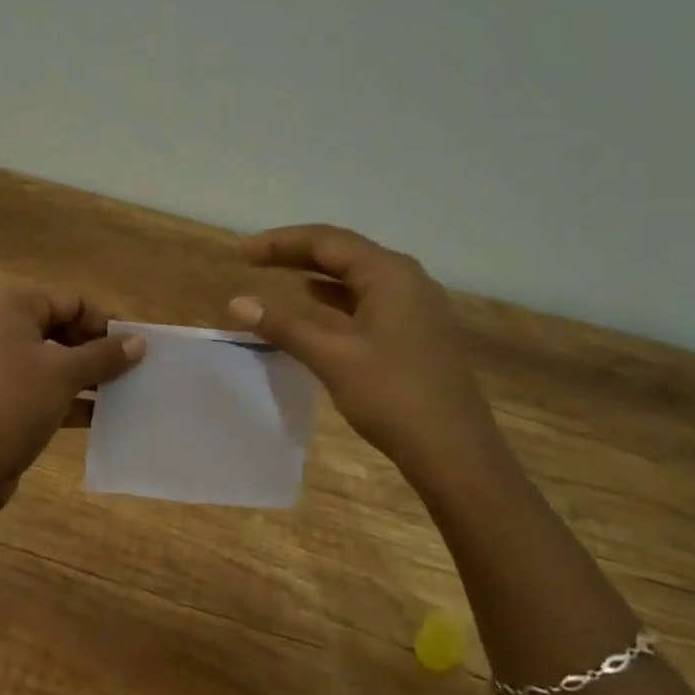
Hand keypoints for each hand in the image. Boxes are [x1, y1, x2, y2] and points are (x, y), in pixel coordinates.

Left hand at [0, 285, 145, 513]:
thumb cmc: (15, 403)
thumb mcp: (66, 375)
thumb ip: (104, 355)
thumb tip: (139, 342)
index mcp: (11, 306)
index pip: (72, 302)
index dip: (105, 323)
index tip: (134, 349)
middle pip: (61, 327)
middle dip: (96, 349)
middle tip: (130, 371)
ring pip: (51, 359)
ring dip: (86, 375)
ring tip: (122, 393)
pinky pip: (39, 385)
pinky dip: (67, 396)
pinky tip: (99, 416)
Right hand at [228, 225, 509, 487]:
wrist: (457, 454)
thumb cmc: (392, 396)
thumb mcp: (332, 357)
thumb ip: (284, 325)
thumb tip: (237, 303)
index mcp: (389, 274)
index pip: (327, 241)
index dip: (282, 242)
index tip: (243, 253)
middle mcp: (408, 279)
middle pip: (344, 252)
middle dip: (298, 253)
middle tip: (255, 259)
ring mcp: (419, 306)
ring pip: (358, 276)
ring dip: (318, 274)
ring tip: (280, 276)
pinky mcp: (420, 331)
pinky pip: (371, 298)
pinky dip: (338, 297)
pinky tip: (318, 307)